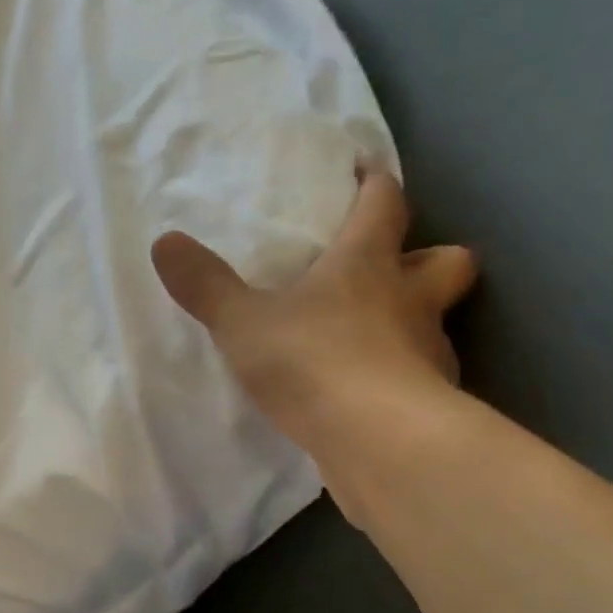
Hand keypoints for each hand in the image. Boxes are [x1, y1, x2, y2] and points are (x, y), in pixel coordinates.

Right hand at [152, 164, 475, 525]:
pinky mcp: (431, 402)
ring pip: (436, 323)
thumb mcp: (242, 322)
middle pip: (448, 261)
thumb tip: (165, 242)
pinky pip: (421, 376)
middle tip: (391, 268)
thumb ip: (205, 285)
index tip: (365, 171)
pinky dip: (400, 376)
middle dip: (425, 256)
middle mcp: (410, 300)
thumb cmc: (311, 361)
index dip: (375, 184)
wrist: (375, 440)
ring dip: (412, 321)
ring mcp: (429, 353)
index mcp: (367, 265)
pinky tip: (366, 394)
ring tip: (370, 339)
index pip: (384, 205)